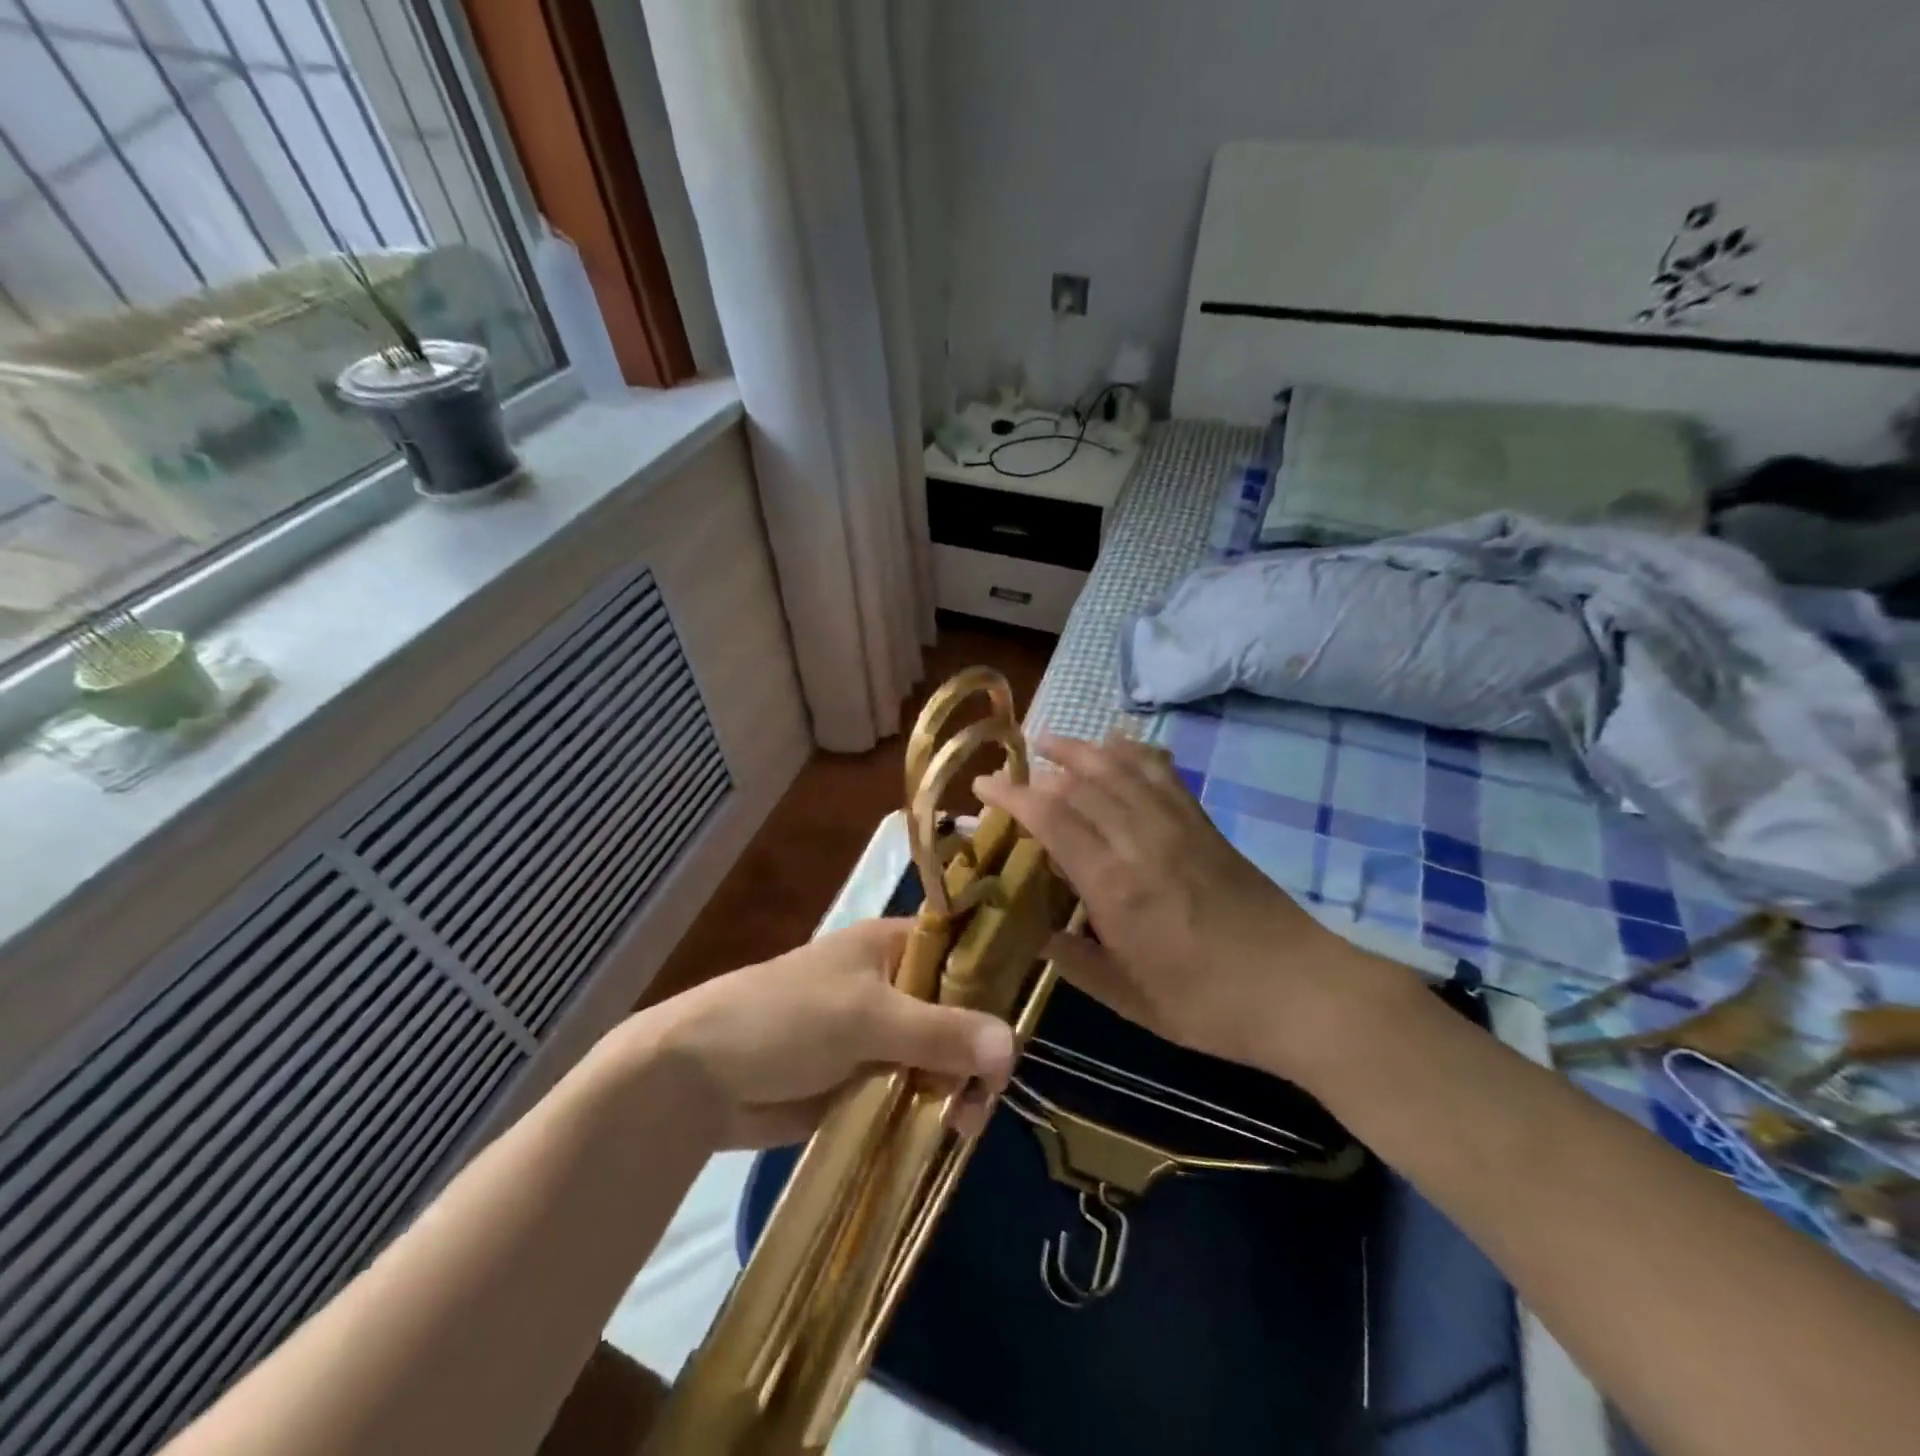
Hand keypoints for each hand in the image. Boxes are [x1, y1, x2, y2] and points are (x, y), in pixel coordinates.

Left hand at [628, 920, 1016, 1148]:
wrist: (699, 1076)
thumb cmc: (785, 1019)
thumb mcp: (867, 1018)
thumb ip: (941, 1032)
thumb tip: (1013, 1046)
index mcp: (892, 945)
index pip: (962, 951)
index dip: (994, 982)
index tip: (1019, 1028)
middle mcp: (893, 984)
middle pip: (958, 1011)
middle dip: (976, 1051)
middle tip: (984, 1097)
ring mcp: (878, 1033)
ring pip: (939, 1055)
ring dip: (955, 1087)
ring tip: (960, 1126)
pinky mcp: (863, 1078)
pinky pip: (912, 1088)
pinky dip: (929, 1108)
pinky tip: (944, 1133)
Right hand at [975, 735, 1383, 1079]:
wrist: (1300, 990)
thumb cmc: (1208, 1005)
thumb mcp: (1130, 999)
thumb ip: (1076, 962)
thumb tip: (1037, 935)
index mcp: (1115, 886)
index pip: (1052, 818)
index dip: (1013, 795)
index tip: (984, 786)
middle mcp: (1142, 841)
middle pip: (1083, 782)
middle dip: (1041, 767)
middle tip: (1012, 767)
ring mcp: (1178, 826)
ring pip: (1121, 768)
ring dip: (1082, 749)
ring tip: (1052, 742)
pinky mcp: (1205, 824)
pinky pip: (1163, 773)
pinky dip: (1135, 752)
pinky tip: (1119, 744)